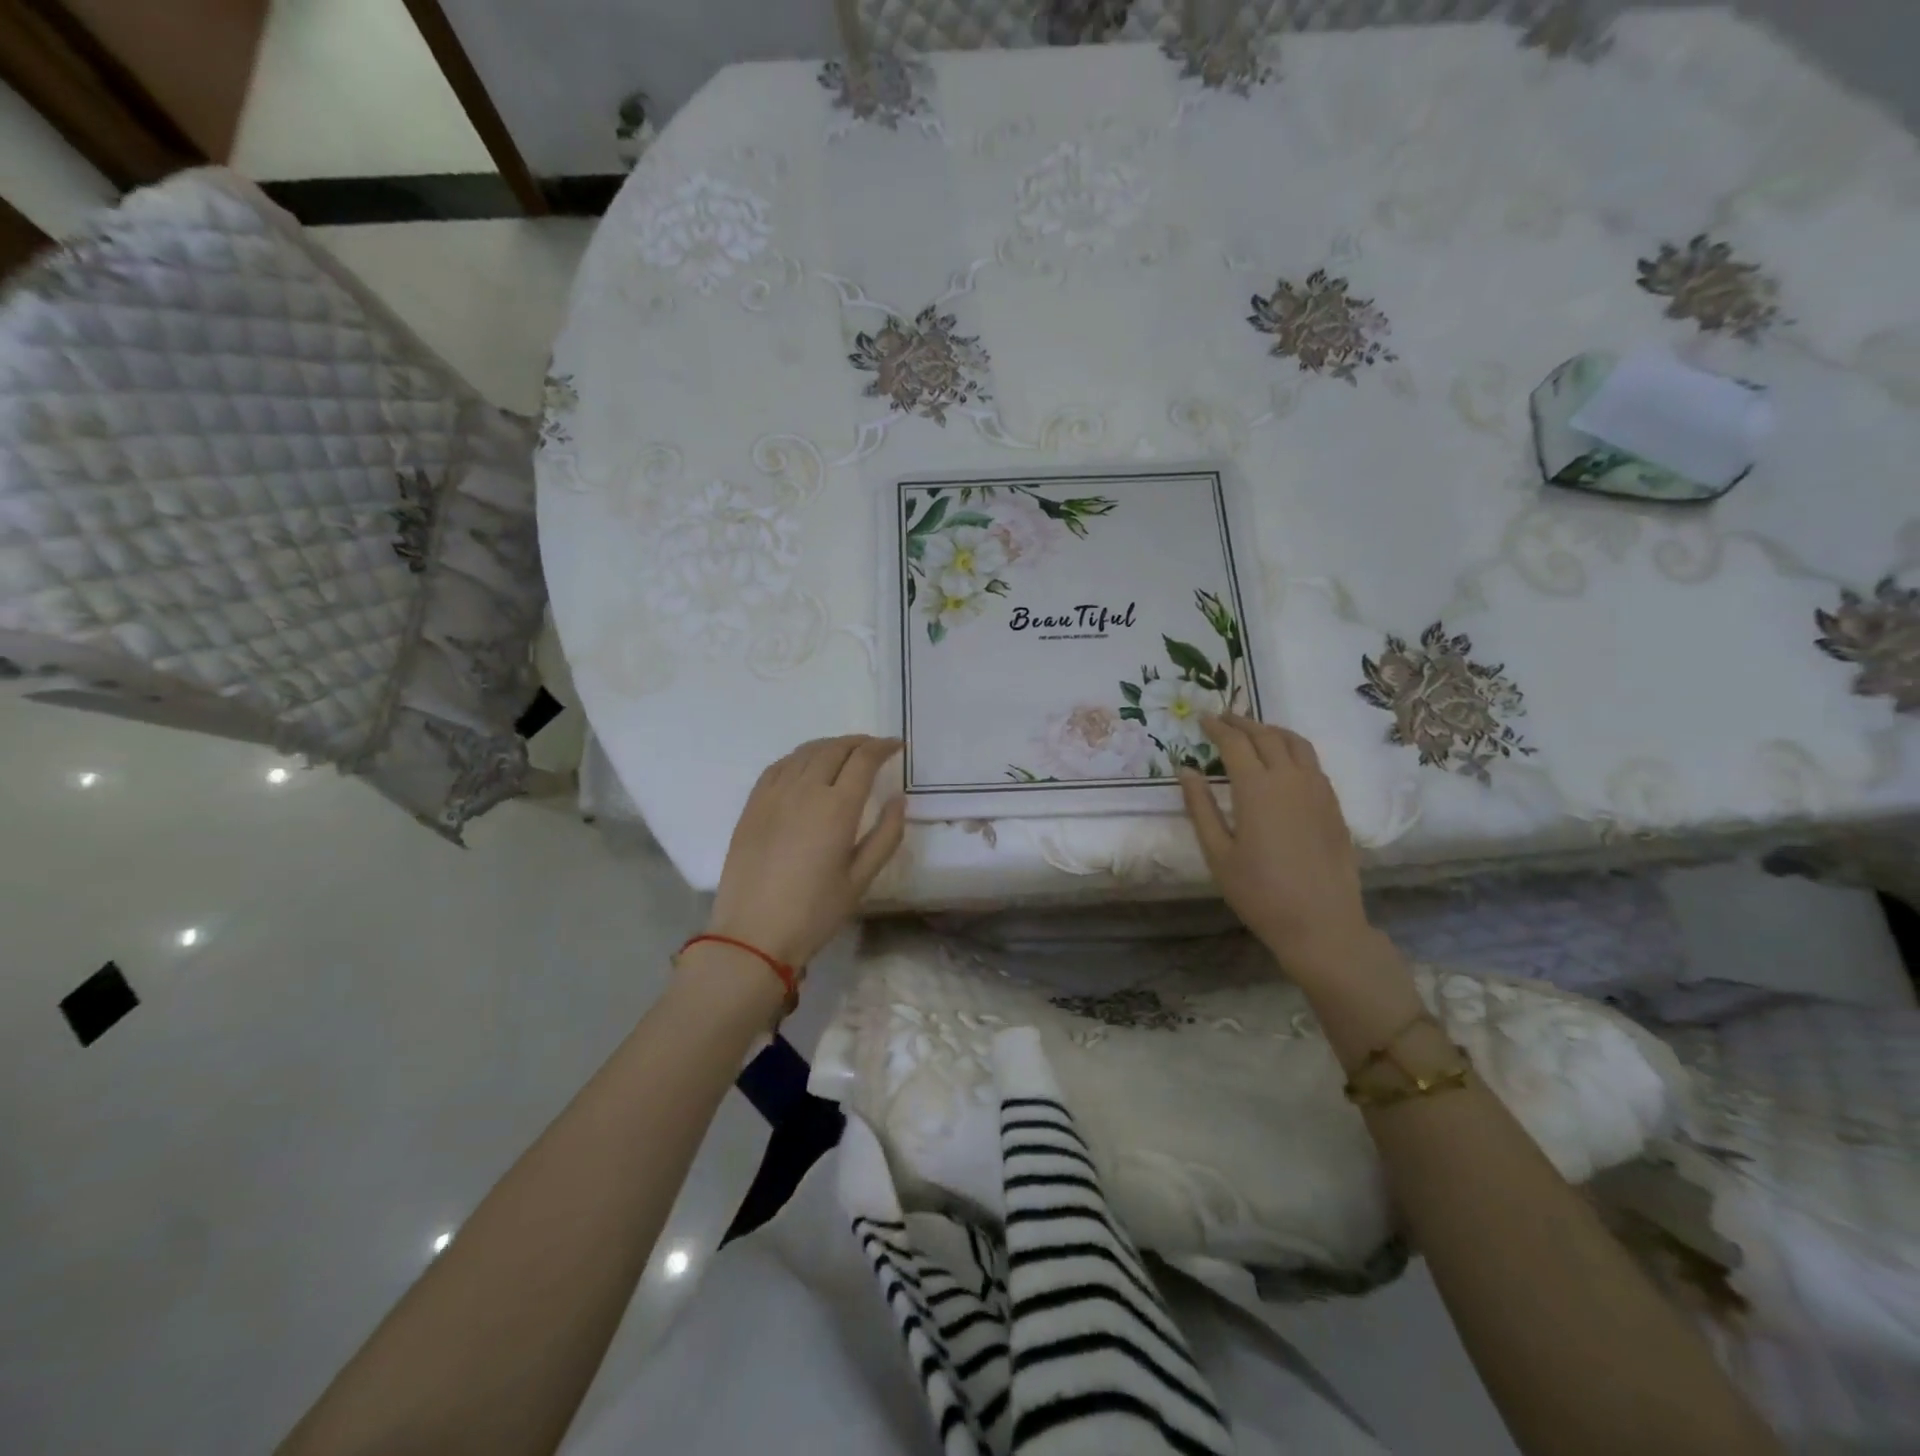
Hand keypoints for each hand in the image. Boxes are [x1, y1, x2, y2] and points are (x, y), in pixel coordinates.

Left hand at [706, 736, 906, 969]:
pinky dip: (800, 757)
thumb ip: (886, 835)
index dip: (883, 747)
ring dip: (830, 746)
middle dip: (859, 743)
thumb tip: (898, 799)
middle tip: (874, 748)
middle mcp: (805, 790)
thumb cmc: (814, 912)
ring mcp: (774, 794)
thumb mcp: (861, 879)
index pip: (863, 760)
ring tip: (844, 752)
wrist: (752, 934)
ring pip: (805, 752)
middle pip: (834, 749)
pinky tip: (806, 765)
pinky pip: (779, 766)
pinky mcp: (752, 805)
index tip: (896, 746)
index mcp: (837, 808)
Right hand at [1178, 714, 1372, 976]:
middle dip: (1242, 723)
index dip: (1217, 727)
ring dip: (1272, 731)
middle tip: (1224, 718)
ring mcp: (1318, 790)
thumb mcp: (1217, 854)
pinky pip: (1313, 763)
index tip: (1202, 719)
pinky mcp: (1334, 805)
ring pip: (1296, 744)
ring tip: (1255, 731)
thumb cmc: (1259, 893)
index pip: (1235, 743)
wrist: (1321, 924)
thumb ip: (1200, 807)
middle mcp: (1290, 779)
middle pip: (1266, 736)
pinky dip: (1293, 750)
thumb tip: (1186, 770)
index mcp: (1257, 789)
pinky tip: (1284, 762)